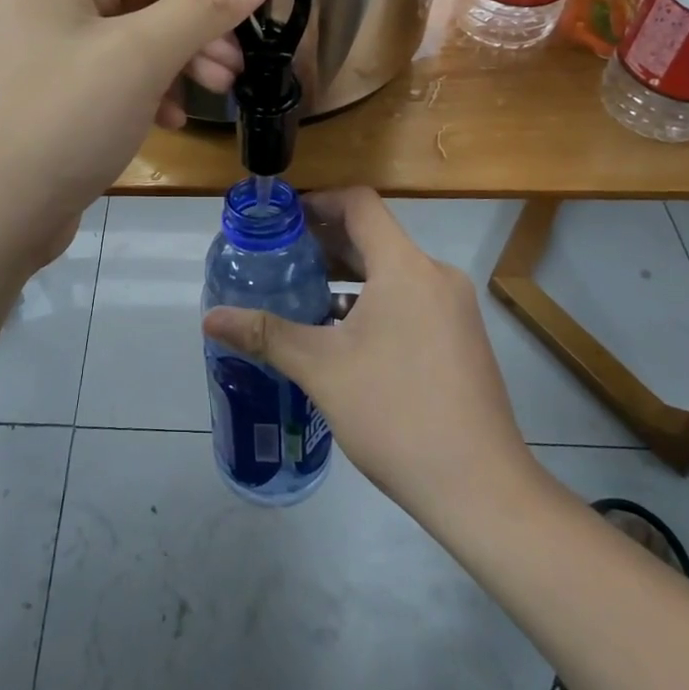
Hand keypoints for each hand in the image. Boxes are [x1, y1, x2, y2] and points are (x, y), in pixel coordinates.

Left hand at [0, 0, 288, 269]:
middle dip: (198, 33)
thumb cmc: (64, 125)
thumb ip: (209, 3)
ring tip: (210, 99)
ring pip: (136, 40)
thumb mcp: (142, 58)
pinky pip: (116, 76)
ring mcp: (49, 51)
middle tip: (232, 77)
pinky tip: (168, 123)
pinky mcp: (54, 95)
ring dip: (180, 64)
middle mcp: (52, 2)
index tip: (243, 44)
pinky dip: (150, 92)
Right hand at [203, 188, 538, 523]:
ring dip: (349, 276)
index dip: (318, 201)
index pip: (359, 204)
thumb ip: (266, 334)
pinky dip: (374, 302)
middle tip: (280, 260)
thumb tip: (210, 319)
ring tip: (303, 296)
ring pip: (393, 272)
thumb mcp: (321, 369)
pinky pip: (411, 300)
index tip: (282, 221)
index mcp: (405, 267)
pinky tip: (342, 336)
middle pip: (375, 237)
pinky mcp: (461, 338)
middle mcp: (436, 276)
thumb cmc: (395, 413)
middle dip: (325, 243)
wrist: (479, 487)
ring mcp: (454, 309)